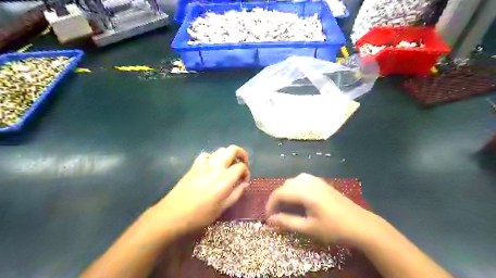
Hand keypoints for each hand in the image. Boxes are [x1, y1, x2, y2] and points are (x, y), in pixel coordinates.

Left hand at [151, 145, 249, 236]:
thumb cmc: (200, 215)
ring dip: (228, 155)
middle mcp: (216, 167)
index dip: (246, 172)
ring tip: (229, 165)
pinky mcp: (194, 166)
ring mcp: (204, 164)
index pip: (241, 166)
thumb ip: (236, 193)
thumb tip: (246, 184)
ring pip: (220, 150)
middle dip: (241, 153)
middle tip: (242, 163)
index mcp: (225, 179)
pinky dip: (212, 158)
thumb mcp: (222, 208)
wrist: (173, 214)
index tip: (244, 180)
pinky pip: (206, 155)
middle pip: (232, 150)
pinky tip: (212, 166)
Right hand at [268, 174, 376, 245]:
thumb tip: (270, 220)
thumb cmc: (334, 229)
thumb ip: (287, 222)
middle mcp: (309, 183)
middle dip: (278, 198)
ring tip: (287, 205)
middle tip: (277, 213)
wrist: (361, 225)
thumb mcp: (309, 228)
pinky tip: (300, 197)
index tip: (269, 217)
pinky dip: (296, 186)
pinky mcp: (323, 183)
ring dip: (287, 191)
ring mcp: (317, 181)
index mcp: (305, 193)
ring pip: (294, 180)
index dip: (271, 204)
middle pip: (285, 185)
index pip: (280, 193)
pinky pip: (304, 179)